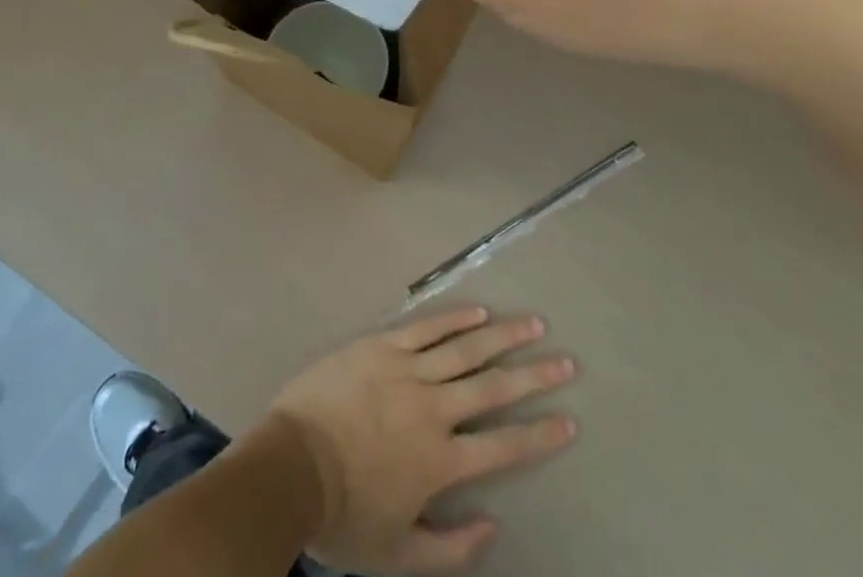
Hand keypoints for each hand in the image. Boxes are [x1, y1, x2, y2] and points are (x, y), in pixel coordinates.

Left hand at [266, 305, 577, 574]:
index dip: (539, 434)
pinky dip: (454, 318)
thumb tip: (492, 526)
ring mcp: (408, 370)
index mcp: (440, 460)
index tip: (570, 420)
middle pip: (493, 387)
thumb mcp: (397, 553)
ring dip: (503, 336)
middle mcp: (433, 409)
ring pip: (465, 349)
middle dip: (533, 374)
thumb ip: (449, 547)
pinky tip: (478, 310)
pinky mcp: (383, 346)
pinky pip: (426, 328)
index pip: (503, 446)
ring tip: (533, 323)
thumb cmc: (344, 514)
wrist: (292, 466)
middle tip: (566, 360)